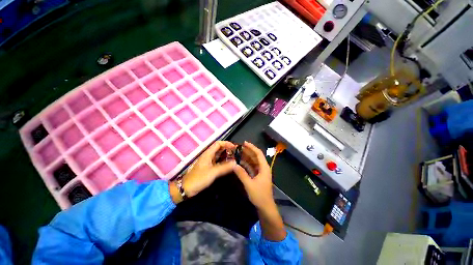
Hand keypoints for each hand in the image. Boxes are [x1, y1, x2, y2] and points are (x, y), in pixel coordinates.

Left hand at [170, 141, 235, 203]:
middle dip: (227, 149)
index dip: (226, 143)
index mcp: (208, 153)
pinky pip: (217, 161)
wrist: (187, 188)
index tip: (234, 147)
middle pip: (218, 148)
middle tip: (236, 153)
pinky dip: (223, 161)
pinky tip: (228, 165)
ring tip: (234, 158)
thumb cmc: (199, 178)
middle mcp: (208, 155)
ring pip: (218, 155)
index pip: (218, 143)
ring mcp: (208, 161)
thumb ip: (225, 167)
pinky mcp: (208, 167)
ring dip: (225, 155)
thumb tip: (235, 163)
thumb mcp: (213, 172)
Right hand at [233, 141, 273, 209]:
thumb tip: (234, 165)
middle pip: (255, 157)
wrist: (265, 207)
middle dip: (247, 151)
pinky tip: (240, 162)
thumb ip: (241, 174)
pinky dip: (246, 164)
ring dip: (246, 157)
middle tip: (238, 148)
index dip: (252, 147)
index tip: (244, 143)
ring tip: (238, 153)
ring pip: (253, 162)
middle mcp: (263, 168)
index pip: (258, 154)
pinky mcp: (258, 176)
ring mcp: (260, 172)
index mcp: (264, 167)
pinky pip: (251, 167)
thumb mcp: (249, 184)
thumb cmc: (259, 195)